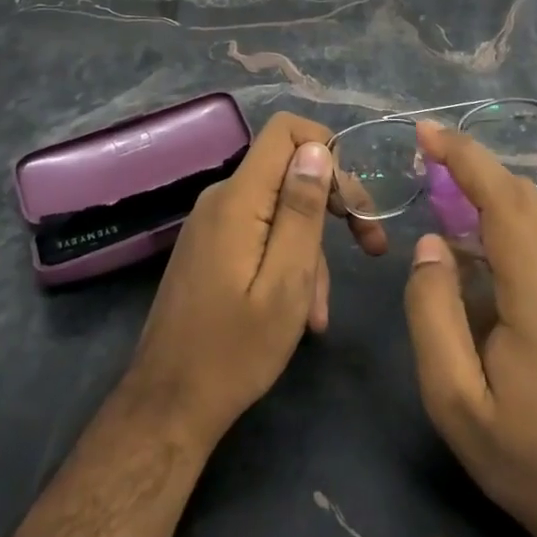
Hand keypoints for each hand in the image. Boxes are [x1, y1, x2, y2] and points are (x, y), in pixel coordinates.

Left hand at [125, 111, 386, 445]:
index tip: (352, 198)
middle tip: (369, 246)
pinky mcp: (210, 246)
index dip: (327, 148)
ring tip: (318, 312)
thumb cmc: (234, 350)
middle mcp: (222, 198)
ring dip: (309, 250)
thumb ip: (302, 211)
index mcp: (238, 198)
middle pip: (288, 170)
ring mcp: (212, 223)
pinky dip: (285, 261)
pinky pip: (259, 233)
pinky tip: (298, 311)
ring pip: (278, 210)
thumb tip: (318, 149)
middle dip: (331, 204)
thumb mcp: (286, 283)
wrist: (168, 405)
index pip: (285, 130)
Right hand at [403, 121, 536, 536]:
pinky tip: (487, 260)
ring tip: (449, 209)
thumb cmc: (525, 458)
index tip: (427, 130)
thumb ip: (433, 311)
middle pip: (527, 199)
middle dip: (476, 170)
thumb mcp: (454, 399)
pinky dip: (516, 231)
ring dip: (494, 201)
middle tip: (429, 162)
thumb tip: (433, 243)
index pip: (505, 202)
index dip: (465, 157)